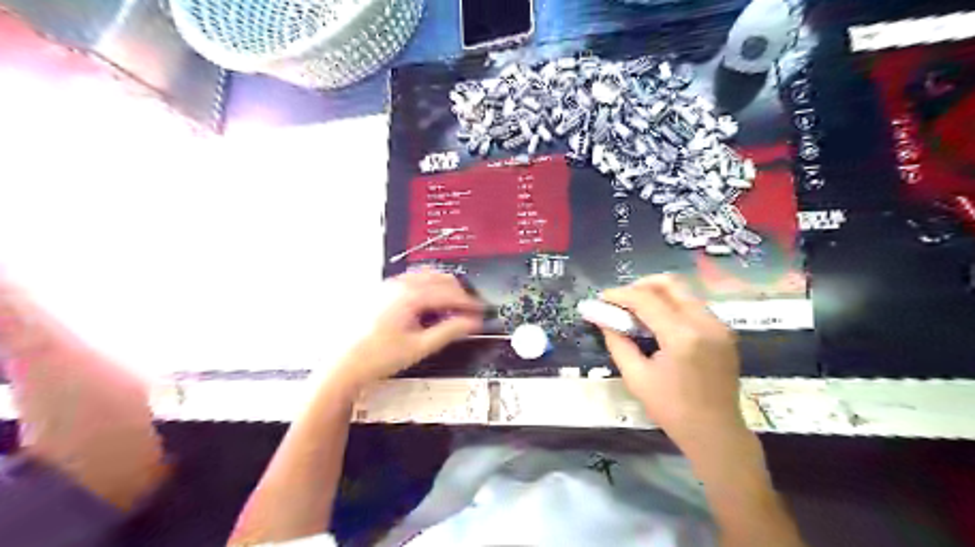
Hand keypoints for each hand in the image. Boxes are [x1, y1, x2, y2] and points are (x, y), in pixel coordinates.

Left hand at [336, 268, 483, 388]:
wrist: (342, 365)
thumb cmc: (376, 357)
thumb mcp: (420, 347)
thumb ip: (449, 331)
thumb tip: (471, 323)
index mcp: (410, 296)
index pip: (449, 293)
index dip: (469, 303)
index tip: (480, 311)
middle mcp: (399, 285)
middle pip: (440, 279)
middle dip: (458, 293)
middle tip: (469, 309)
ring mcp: (389, 286)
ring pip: (426, 277)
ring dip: (443, 288)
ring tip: (452, 307)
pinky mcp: (382, 291)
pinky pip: (413, 280)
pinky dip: (428, 288)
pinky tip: (429, 305)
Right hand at [594, 276, 748, 450]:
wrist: (715, 433)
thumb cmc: (672, 409)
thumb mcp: (636, 377)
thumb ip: (617, 342)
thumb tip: (601, 318)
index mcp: (682, 336)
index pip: (646, 300)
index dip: (620, 295)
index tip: (601, 298)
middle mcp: (705, 322)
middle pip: (670, 284)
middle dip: (641, 286)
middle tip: (621, 299)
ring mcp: (719, 325)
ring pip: (683, 292)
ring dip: (657, 294)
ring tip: (636, 310)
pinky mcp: (724, 332)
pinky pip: (694, 306)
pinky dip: (672, 305)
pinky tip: (658, 322)